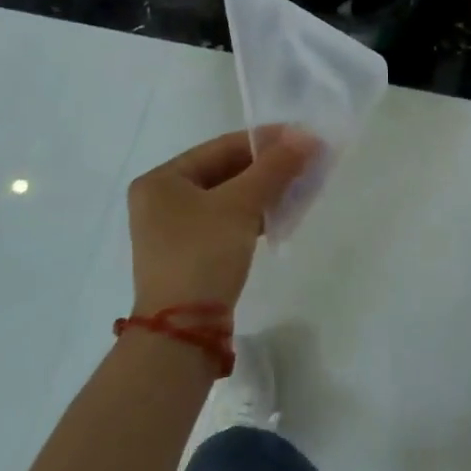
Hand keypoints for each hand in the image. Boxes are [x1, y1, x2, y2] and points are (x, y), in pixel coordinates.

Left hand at [126, 129, 320, 313]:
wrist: (182, 333)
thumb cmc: (203, 254)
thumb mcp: (241, 205)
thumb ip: (275, 167)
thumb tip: (308, 137)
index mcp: (162, 179)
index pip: (222, 147)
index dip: (266, 140)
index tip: (303, 138)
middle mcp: (162, 199)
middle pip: (225, 171)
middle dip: (268, 168)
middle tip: (307, 162)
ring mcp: (175, 230)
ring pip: (229, 197)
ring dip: (265, 191)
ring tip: (301, 186)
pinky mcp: (191, 254)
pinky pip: (227, 221)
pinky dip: (254, 215)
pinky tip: (282, 214)